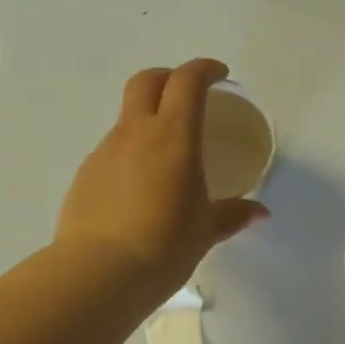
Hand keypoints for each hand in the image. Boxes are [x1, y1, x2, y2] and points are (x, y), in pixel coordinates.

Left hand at [55, 59, 268, 301]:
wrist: (98, 273)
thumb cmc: (164, 245)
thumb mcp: (206, 231)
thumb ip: (232, 214)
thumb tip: (259, 213)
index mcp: (173, 136)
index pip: (187, 81)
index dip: (204, 70)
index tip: (219, 76)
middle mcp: (135, 133)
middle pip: (147, 81)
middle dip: (169, 78)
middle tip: (187, 96)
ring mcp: (104, 152)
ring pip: (126, 118)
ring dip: (147, 120)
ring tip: (165, 156)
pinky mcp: (85, 175)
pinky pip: (111, 151)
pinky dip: (129, 154)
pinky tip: (138, 189)